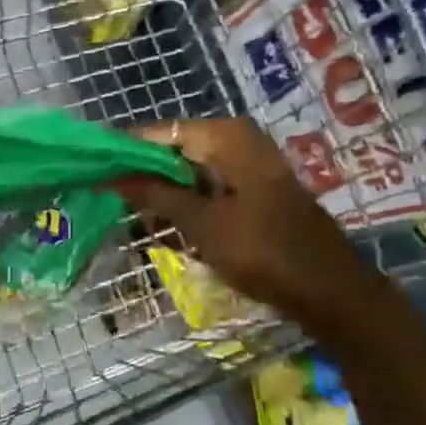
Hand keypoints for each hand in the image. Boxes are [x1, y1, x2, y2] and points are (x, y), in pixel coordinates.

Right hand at [114, 118, 378, 324]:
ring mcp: (249, 167)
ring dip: (164, 196)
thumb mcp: (201, 224)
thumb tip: (111, 176)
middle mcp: (238, 142)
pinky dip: (187, 206)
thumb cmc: (263, 252)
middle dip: (144, 177)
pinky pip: (208, 189)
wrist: (331, 291)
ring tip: (135, 220)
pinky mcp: (254, 191)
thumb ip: (155, 195)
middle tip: (111, 202)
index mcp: (227, 138)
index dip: (126, 153)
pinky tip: (169, 230)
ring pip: (190, 173)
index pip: (161, 133)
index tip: (94, 173)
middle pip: (175, 151)